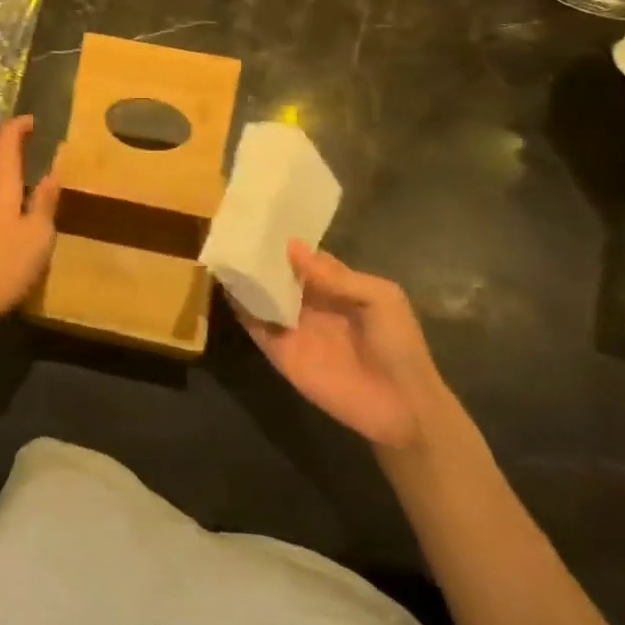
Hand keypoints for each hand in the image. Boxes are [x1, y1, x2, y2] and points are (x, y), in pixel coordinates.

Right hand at [232, 241, 450, 450]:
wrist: (403, 407)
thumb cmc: (399, 345)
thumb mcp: (381, 298)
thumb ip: (337, 275)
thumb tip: (292, 246)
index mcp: (335, 286)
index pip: (303, 257)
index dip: (285, 241)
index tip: (259, 217)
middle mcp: (309, 302)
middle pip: (278, 274)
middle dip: (259, 255)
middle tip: (232, 229)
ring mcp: (292, 327)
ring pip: (262, 296)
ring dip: (245, 278)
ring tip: (220, 250)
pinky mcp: (280, 352)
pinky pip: (255, 326)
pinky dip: (239, 307)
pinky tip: (223, 284)